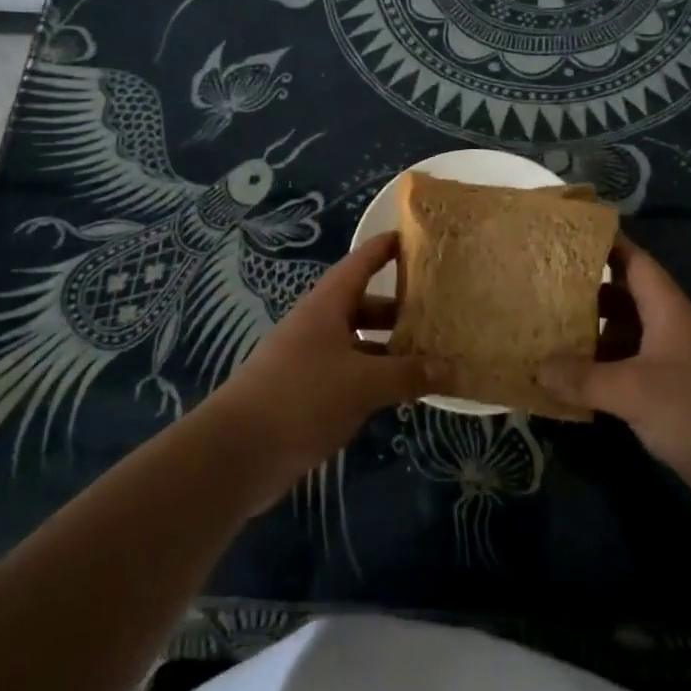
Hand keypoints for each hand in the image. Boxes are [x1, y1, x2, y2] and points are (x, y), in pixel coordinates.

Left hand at [206, 233, 442, 505]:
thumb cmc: (302, 397)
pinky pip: (350, 376)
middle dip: (398, 307)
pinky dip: (375, 379)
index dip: (384, 249)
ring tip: (430, 355)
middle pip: (362, 306)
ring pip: (358, 344)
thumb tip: (453, 367)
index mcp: (326, 306)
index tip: (413, 238)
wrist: (237, 452)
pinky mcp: (307, 395)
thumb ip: (408, 374)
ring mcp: (310, 361)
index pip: (360, 264)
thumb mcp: (363, 383)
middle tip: (438, 310)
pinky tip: (401, 394)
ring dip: (389, 349)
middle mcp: (318, 326)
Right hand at [535, 235, 690, 521]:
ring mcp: (672, 367)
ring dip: (589, 337)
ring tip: (544, 333)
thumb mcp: (636, 392)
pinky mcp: (672, 401)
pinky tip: (570, 384)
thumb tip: (537, 368)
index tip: (566, 233)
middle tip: (540, 287)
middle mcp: (670, 331)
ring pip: (624, 339)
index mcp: (668, 311)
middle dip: (585, 292)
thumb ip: (584, 379)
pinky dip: (600, 375)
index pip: (635, 262)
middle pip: (624, 300)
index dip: (606, 243)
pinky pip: (628, 375)